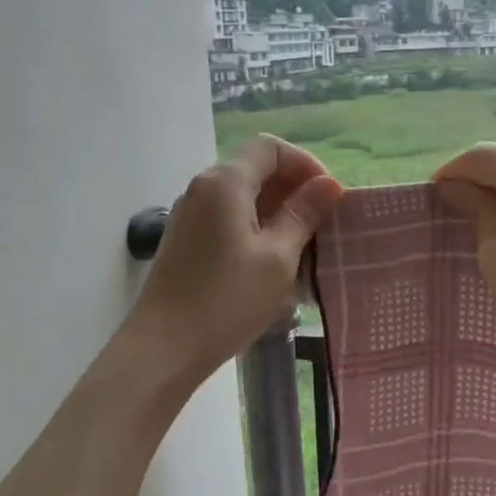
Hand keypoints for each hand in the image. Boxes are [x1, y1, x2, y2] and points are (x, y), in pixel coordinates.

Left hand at [124, 136, 343, 391]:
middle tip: (321, 226)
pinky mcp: (185, 242)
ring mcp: (189, 215)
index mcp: (225, 182)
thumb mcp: (278, 258)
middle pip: (254, 170)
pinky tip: (271, 264)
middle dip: (293, 191)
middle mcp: (202, 189)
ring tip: (303, 249)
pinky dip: (255, 229)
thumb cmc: (228, 299)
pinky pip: (227, 220)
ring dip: (276, 213)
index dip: (305, 165)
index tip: (328, 199)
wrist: (165, 347)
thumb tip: (330, 185)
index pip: (270, 148)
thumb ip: (303, 215)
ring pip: (242, 198)